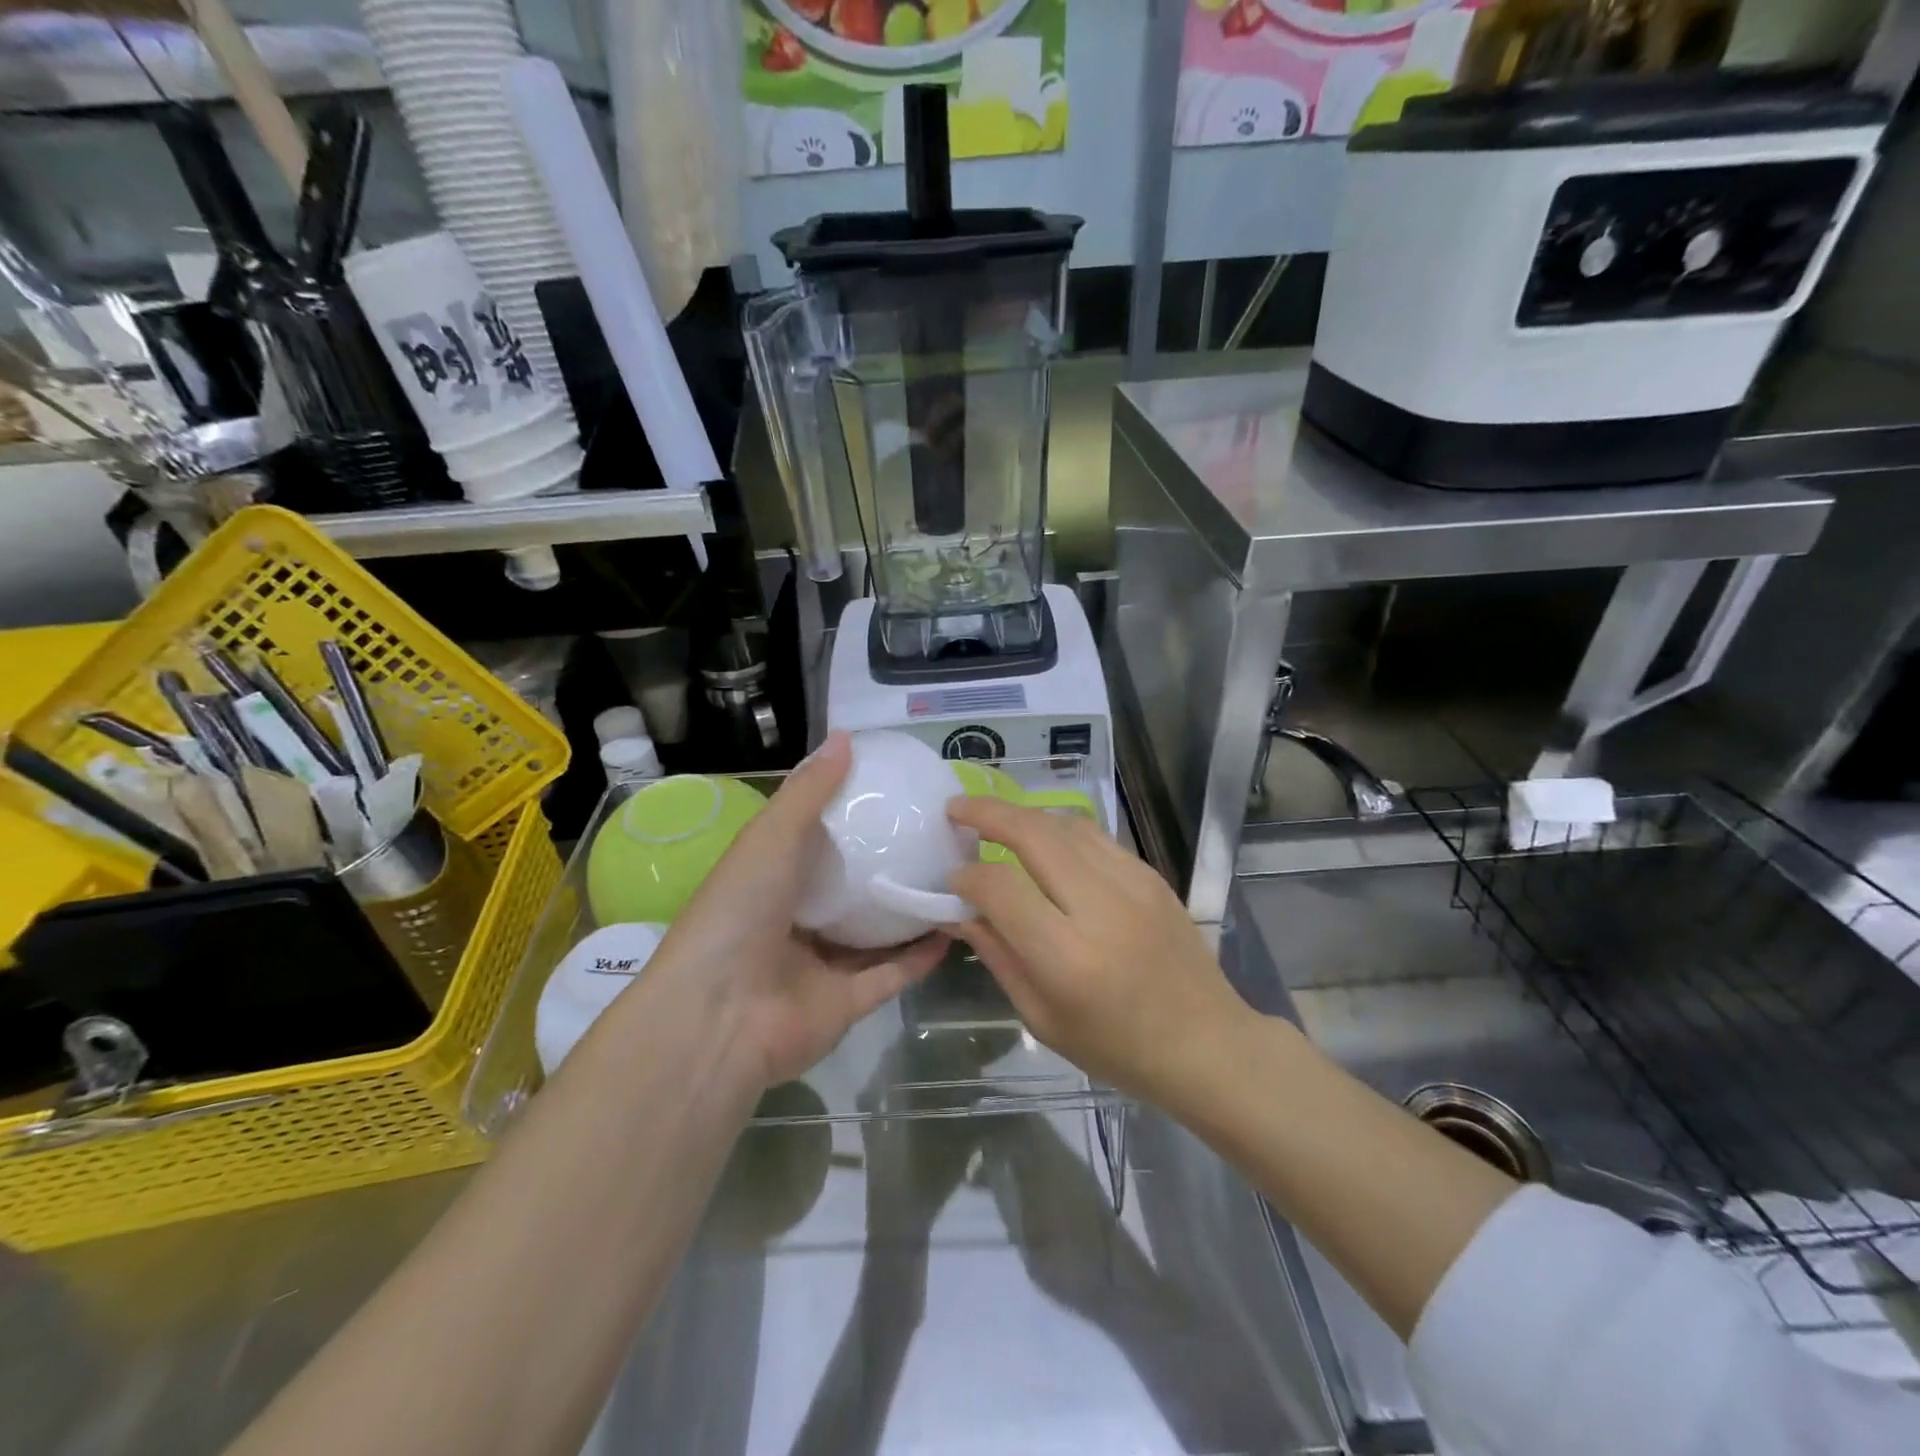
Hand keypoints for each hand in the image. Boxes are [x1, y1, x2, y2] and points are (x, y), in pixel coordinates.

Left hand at [647, 734, 945, 1088]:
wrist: (720, 1017)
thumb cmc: (739, 913)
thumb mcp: (770, 838)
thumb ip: (808, 792)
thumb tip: (845, 738)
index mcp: (769, 883)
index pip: (811, 845)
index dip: (847, 820)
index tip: (891, 795)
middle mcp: (794, 923)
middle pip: (847, 891)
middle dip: (884, 868)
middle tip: (932, 838)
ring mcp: (820, 967)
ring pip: (873, 935)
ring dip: (907, 911)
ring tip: (951, 879)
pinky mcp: (846, 1006)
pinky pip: (890, 975)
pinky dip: (920, 955)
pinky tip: (952, 927)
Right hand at [946, 798, 1247, 1102]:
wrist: (1206, 1043)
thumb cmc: (1116, 1047)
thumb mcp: (1041, 1017)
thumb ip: (997, 955)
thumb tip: (958, 910)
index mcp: (1067, 957)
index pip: (1001, 888)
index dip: (967, 876)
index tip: (952, 878)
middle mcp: (1100, 908)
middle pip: (1033, 835)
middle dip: (987, 814)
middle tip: (956, 809)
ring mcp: (1132, 884)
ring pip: (1064, 825)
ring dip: (1023, 815)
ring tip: (994, 819)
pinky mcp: (1151, 874)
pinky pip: (1095, 836)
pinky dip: (1058, 829)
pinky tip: (1043, 840)